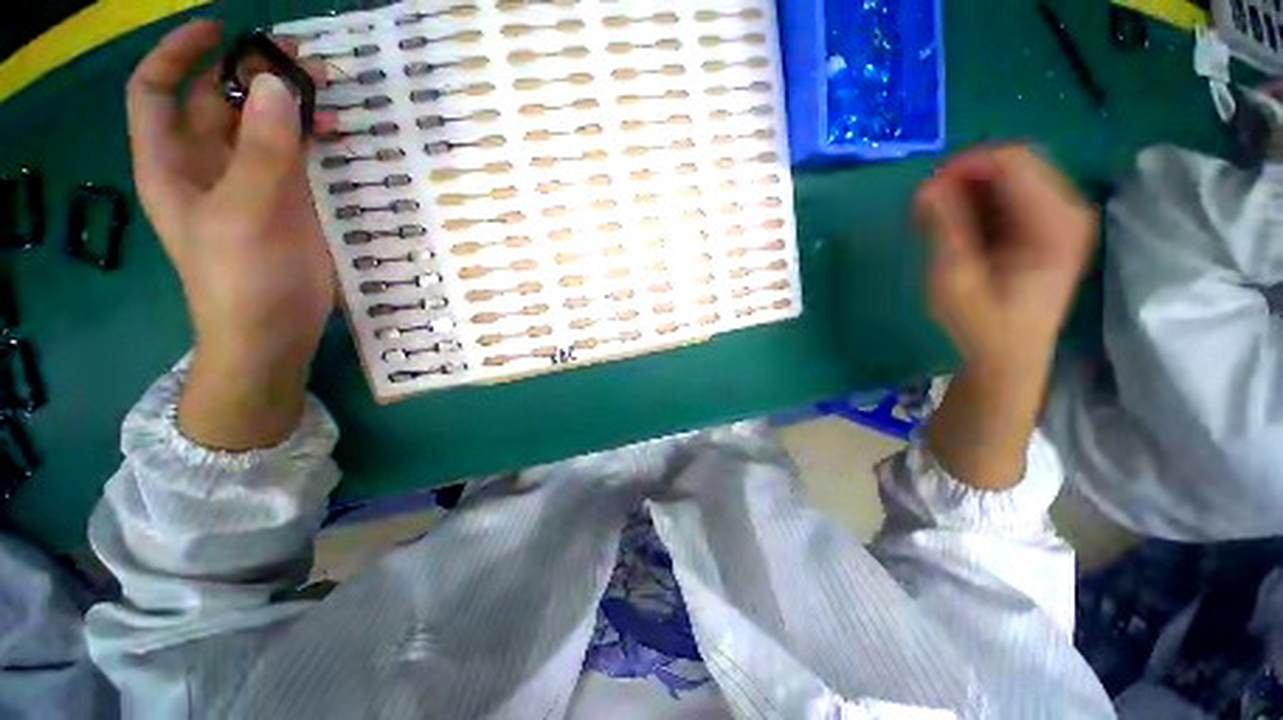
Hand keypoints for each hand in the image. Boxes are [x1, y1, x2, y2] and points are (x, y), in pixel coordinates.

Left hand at [127, 21, 333, 449]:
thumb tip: (277, 84)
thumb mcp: (246, 213)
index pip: (158, 90)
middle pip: (217, 99)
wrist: (273, 334)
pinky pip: (294, 154)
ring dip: (289, 103)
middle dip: (252, 72)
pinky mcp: (287, 202)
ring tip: (329, 92)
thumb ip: (262, 150)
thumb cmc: (242, 281)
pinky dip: (312, 137)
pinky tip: (337, 134)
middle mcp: (206, 164)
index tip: (223, 30)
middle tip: (302, 60)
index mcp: (173, 163)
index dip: (181, 53)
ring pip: (261, 124)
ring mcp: (250, 183)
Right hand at [914, 147, 1096, 488]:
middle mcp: (1068, 211)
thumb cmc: (979, 328)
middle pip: (1015, 164)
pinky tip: (956, 228)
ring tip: (936, 222)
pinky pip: (1012, 196)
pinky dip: (978, 204)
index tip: (924, 194)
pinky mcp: (1048, 229)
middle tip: (927, 209)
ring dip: (968, 192)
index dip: (964, 167)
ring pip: (1011, 177)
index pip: (1013, 161)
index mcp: (1055, 222)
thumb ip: (945, 230)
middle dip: (965, 179)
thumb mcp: (954, 281)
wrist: (1005, 361)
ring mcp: (1061, 219)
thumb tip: (926, 187)